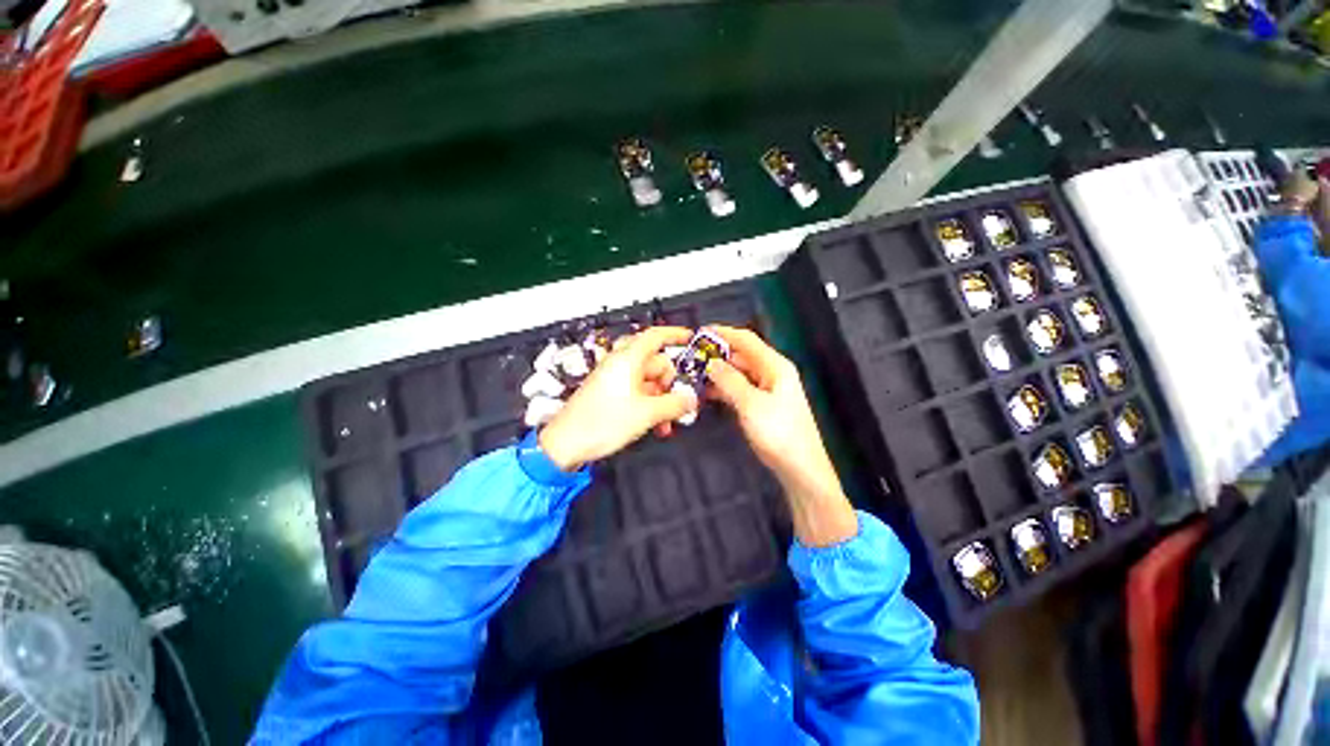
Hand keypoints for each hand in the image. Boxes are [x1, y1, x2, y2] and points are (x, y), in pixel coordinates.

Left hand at [539, 326, 697, 470]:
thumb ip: (675, 404)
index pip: (655, 336)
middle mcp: (620, 364)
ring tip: (665, 423)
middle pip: (655, 362)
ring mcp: (613, 378)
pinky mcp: (609, 393)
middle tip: (678, 402)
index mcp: (628, 359)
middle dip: (670, 383)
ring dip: (661, 399)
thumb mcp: (647, 413)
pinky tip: (654, 424)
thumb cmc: (602, 423)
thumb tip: (691, 399)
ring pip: (648, 381)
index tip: (690, 339)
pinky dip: (649, 404)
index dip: (675, 334)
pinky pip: (637, 392)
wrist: (566, 443)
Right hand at [703, 326, 857, 546]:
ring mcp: (766, 389)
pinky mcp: (761, 404)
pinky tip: (708, 392)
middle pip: (741, 356)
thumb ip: (729, 381)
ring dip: (718, 373)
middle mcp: (771, 374)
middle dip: (717, 355)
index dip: (723, 333)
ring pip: (738, 373)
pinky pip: (738, 388)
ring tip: (695, 375)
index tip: (700, 332)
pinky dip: (723, 388)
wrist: (799, 467)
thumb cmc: (781, 434)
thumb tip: (712, 363)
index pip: (746, 340)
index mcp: (775, 367)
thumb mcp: (751, 404)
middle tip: (692, 358)